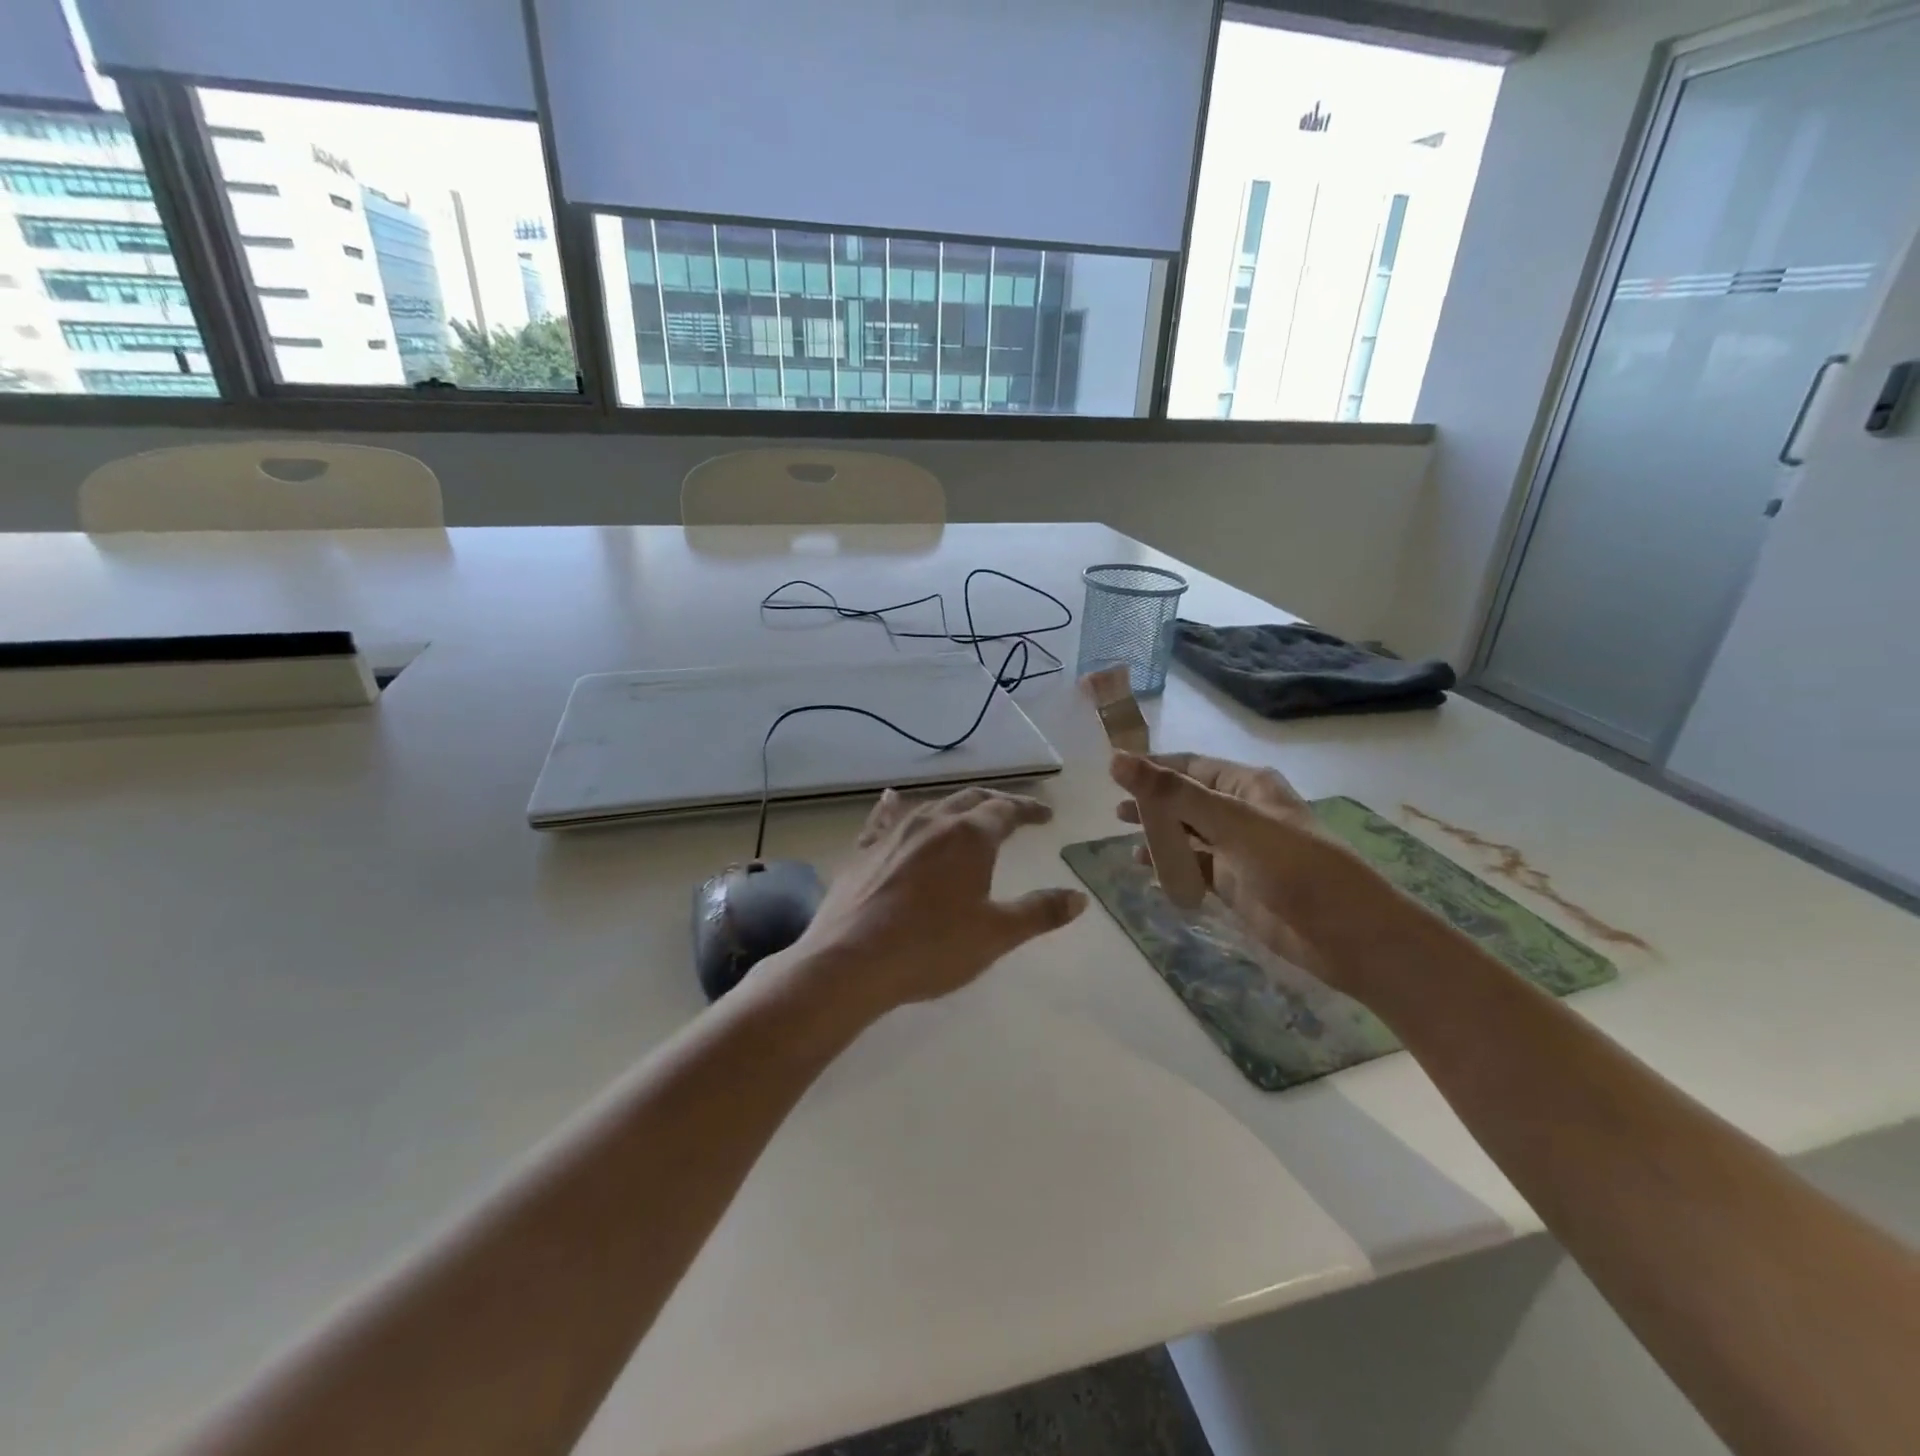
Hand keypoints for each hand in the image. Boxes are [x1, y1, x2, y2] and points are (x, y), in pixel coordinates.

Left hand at [781, 786, 1087, 1020]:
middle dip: (997, 803)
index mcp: (969, 836)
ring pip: (932, 806)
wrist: (851, 960)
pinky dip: (895, 807)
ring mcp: (894, 832)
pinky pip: (884, 818)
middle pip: (971, 799)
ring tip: (968, 813)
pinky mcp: (864, 849)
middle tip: (1014, 812)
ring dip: (956, 806)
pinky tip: (892, 799)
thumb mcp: (996, 934)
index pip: (1007, 810)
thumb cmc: (931, 947)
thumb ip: (1039, 912)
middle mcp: (933, 822)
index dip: (1029, 810)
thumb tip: (1079, 897)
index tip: (1046, 817)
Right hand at [1111, 751, 1400, 999]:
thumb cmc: (1295, 867)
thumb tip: (1117, 760)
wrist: (1349, 936)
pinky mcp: (1234, 884)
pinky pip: (1193, 866)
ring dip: (1157, 831)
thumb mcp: (1232, 823)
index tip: (1112, 770)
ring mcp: (1238, 850)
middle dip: (1151, 800)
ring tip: (1120, 831)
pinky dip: (1169, 864)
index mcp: (1247, 786)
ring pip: (1187, 833)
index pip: (1190, 766)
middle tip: (1112, 806)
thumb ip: (1173, 793)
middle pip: (1186, 798)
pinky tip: (1144, 868)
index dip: (1152, 766)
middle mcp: (1241, 812)